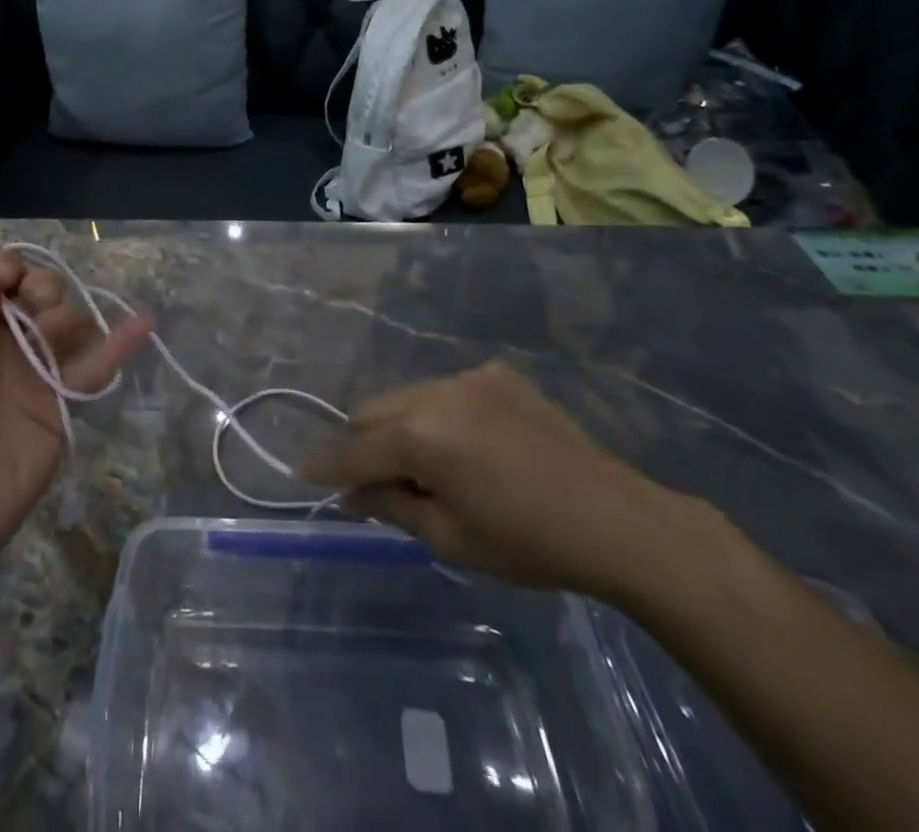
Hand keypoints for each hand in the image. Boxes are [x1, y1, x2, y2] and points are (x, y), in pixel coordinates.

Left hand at [0, 251, 149, 566]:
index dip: (10, 268)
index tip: (11, 277)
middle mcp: (6, 342)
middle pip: (39, 292)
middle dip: (43, 286)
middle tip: (37, 306)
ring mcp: (38, 370)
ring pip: (69, 321)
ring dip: (69, 314)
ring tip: (54, 333)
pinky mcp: (65, 400)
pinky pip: (97, 365)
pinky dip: (121, 344)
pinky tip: (143, 322)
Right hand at [303, 362, 687, 597]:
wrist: (616, 520)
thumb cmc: (527, 542)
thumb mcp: (451, 538)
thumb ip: (392, 506)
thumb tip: (351, 493)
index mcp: (420, 436)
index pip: (355, 449)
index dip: (327, 465)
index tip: (302, 474)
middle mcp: (436, 392)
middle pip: (374, 410)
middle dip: (364, 443)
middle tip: (375, 481)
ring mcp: (469, 377)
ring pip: (409, 395)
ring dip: (402, 426)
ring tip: (429, 465)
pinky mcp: (498, 375)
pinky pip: (450, 390)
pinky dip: (443, 414)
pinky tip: (473, 444)